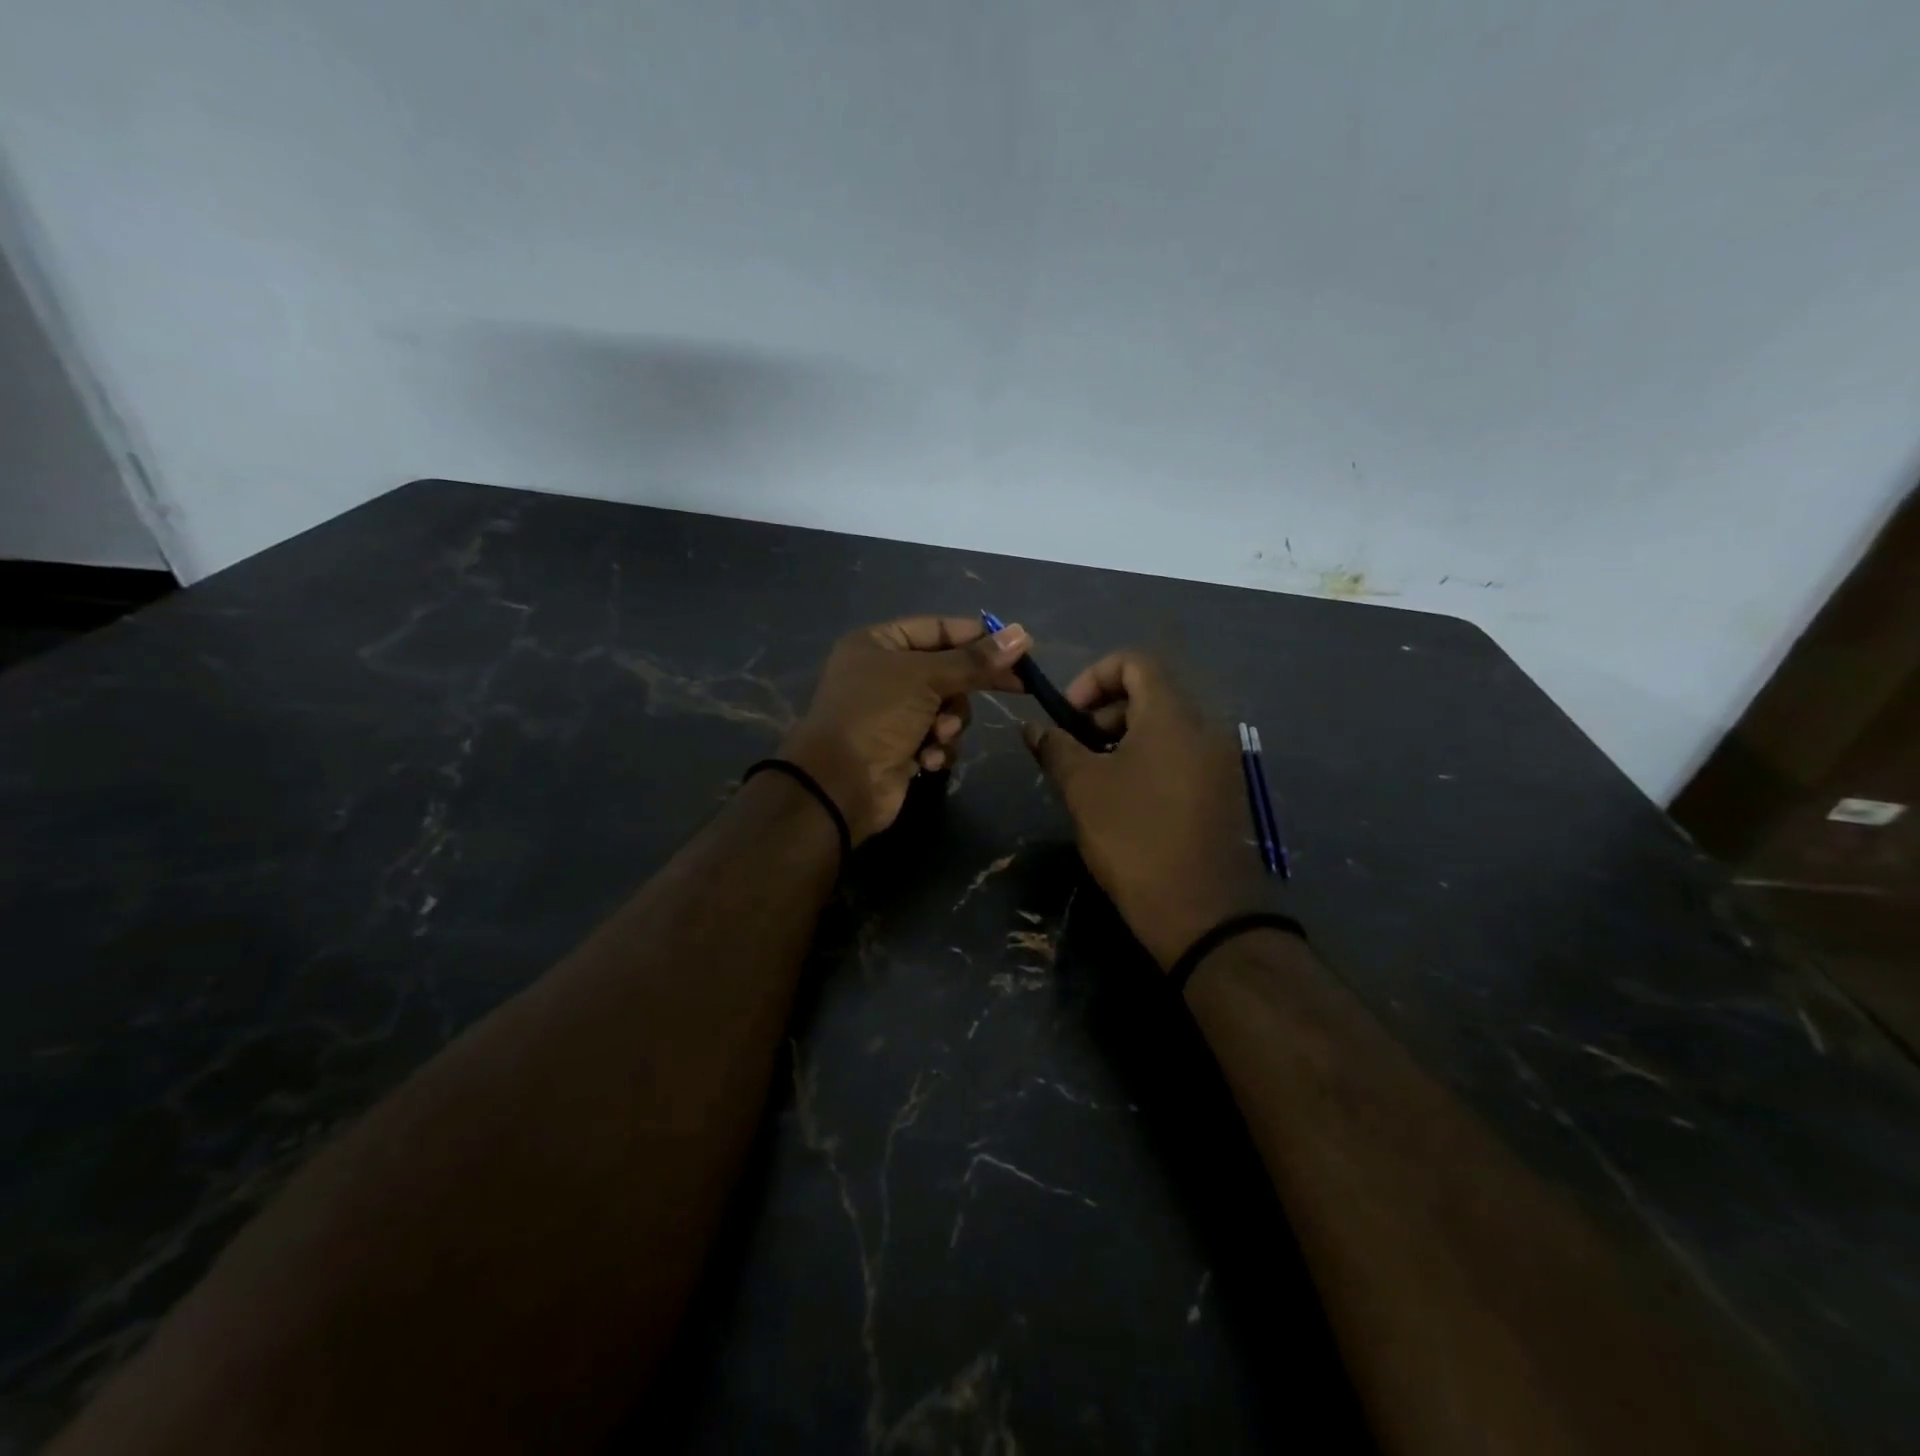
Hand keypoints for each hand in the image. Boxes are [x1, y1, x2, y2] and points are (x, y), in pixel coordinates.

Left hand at [781, 615, 1030, 843]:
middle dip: (967, 686)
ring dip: (950, 723)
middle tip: (1018, 687)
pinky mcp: (902, 748)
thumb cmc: (876, 715)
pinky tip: (925, 760)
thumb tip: (1023, 635)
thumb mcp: (925, 678)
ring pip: (948, 708)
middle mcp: (885, 674)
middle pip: (948, 670)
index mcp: (879, 643)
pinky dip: (937, 749)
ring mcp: (893, 713)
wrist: (839, 784)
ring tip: (938, 735)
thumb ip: (975, 660)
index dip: (978, 637)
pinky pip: (938, 739)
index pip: (938, 629)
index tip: (1019, 647)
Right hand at [1023, 651, 1268, 967]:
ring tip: (1095, 777)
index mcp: (1173, 716)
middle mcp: (1205, 727)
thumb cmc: (1135, 838)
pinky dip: (1149, 760)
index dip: (1094, 677)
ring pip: (1166, 726)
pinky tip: (1126, 799)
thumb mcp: (1083, 789)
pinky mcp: (1224, 791)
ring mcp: (1220, 761)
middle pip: (1151, 692)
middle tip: (1076, 749)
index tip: (1069, 715)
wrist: (1202, 913)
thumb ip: (1056, 747)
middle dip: (1106, 711)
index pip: (1136, 661)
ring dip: (1125, 737)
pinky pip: (1182, 754)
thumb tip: (1033, 727)